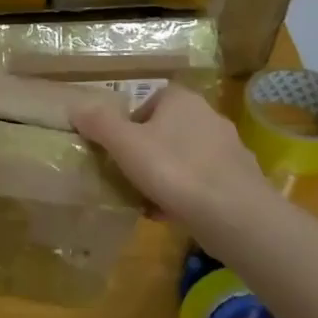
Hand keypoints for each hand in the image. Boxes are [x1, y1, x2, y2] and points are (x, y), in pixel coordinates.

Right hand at [71, 85, 271, 233]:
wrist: (235, 216)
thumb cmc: (174, 170)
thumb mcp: (124, 144)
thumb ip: (99, 123)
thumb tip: (77, 107)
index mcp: (182, 100)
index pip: (149, 101)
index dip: (130, 124)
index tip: (118, 149)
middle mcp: (209, 117)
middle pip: (166, 130)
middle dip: (147, 152)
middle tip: (129, 174)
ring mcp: (229, 149)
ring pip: (184, 157)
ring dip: (166, 175)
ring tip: (147, 199)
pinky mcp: (240, 180)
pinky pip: (203, 182)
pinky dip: (186, 195)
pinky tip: (173, 214)